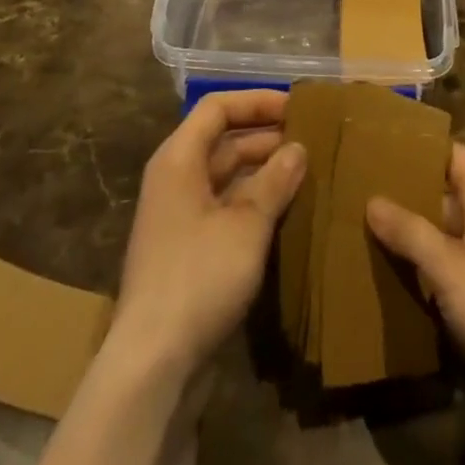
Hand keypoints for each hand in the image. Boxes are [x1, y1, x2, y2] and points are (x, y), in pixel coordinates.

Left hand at [108, 90, 306, 379]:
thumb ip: (274, 181)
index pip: (217, 107)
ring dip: (263, 170)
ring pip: (226, 175)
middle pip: (222, 139)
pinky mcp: (188, 248)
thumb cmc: (199, 277)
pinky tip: (287, 210)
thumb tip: (297, 148)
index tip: (298, 107)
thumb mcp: (245, 225)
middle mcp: (175, 178)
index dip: (256, 101)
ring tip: (307, 170)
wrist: (153, 362)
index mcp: (178, 159)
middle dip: (266, 135)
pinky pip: (225, 206)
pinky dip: (254, 201)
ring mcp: (180, 215)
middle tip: (312, 139)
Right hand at [367, 144, 464, 464]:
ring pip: (433, 245)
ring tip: (346, 229)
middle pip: (437, 200)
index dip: (418, 146)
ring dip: (400, 242)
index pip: (451, 157)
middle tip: (346, 188)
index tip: (374, 141)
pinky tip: (371, 280)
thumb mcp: (454, 267)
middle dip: (398, 196)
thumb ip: (412, 233)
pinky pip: (436, 285)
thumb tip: (371, 200)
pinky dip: (410, 281)